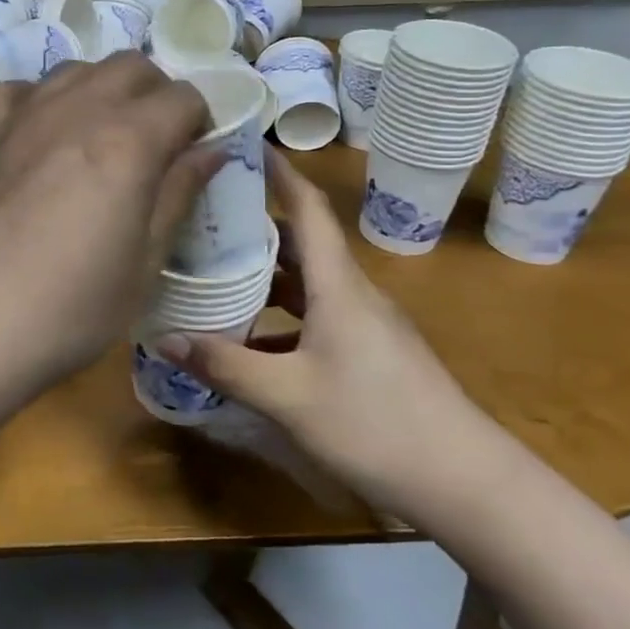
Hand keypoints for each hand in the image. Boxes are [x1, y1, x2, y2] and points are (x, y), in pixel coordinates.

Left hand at [0, 54, 219, 407]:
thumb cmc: (66, 310)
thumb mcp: (142, 266)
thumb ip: (177, 196)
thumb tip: (209, 151)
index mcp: (127, 140)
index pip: (183, 97)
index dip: (198, 122)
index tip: (191, 157)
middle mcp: (75, 109)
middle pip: (130, 66)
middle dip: (154, 95)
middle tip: (153, 147)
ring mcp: (20, 116)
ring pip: (75, 69)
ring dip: (100, 91)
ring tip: (97, 141)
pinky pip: (16, 91)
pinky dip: (38, 101)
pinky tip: (35, 139)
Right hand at [155, 149, 486, 518]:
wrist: (465, 484)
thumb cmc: (375, 424)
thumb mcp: (287, 397)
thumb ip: (225, 366)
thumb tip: (164, 338)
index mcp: (338, 286)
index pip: (308, 210)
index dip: (280, 173)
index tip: (247, 144)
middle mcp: (353, 295)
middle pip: (301, 244)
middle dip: (256, 224)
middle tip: (205, 215)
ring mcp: (364, 326)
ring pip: (307, 284)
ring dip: (265, 275)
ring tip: (215, 271)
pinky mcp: (368, 354)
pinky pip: (314, 318)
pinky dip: (279, 317)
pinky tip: (248, 340)